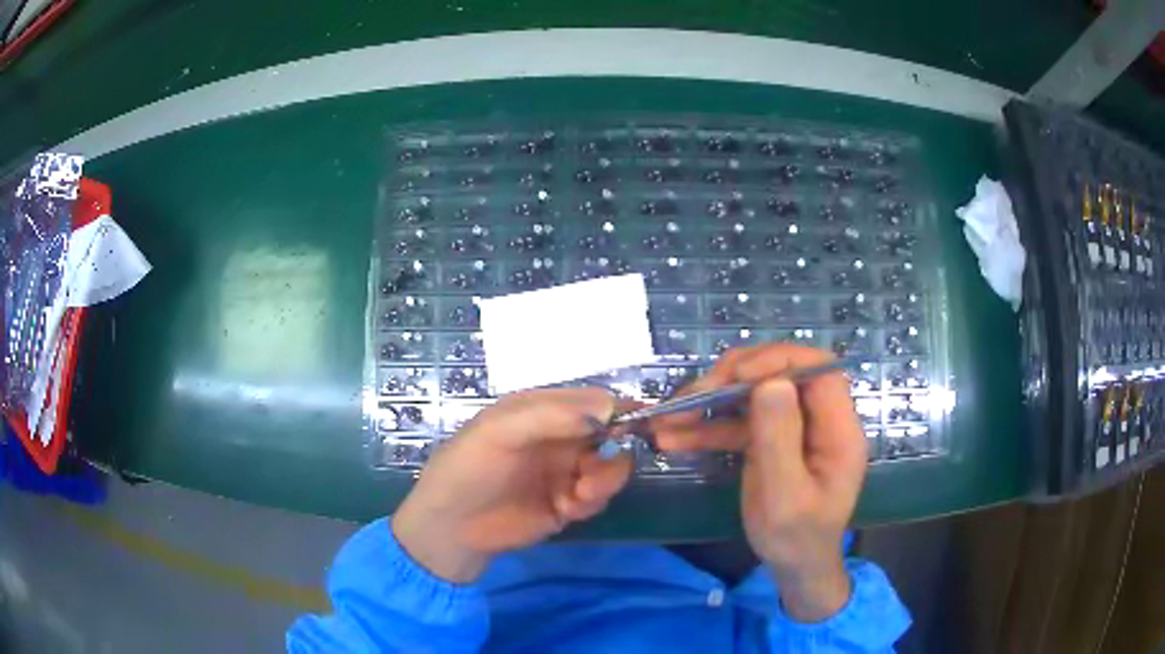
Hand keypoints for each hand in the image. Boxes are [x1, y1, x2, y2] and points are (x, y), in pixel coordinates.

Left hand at [392, 388, 631, 583]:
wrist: (451, 528)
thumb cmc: (468, 469)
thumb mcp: (500, 432)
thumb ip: (551, 416)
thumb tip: (609, 408)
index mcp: (542, 410)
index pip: (594, 401)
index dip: (623, 408)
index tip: (651, 421)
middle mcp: (559, 437)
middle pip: (612, 433)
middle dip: (626, 444)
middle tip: (645, 454)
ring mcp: (564, 471)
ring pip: (610, 466)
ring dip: (606, 478)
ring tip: (580, 493)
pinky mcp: (567, 503)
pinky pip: (598, 497)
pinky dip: (591, 501)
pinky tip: (567, 508)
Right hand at [653, 344, 866, 621]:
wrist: (794, 567)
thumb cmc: (797, 539)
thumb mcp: (786, 497)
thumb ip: (779, 440)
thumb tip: (770, 382)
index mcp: (838, 429)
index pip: (817, 369)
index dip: (778, 361)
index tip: (735, 375)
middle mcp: (818, 420)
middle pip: (780, 374)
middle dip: (732, 380)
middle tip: (691, 397)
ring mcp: (793, 428)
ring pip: (752, 396)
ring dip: (709, 404)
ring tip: (666, 419)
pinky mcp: (771, 440)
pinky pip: (739, 423)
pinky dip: (706, 428)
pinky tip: (672, 439)